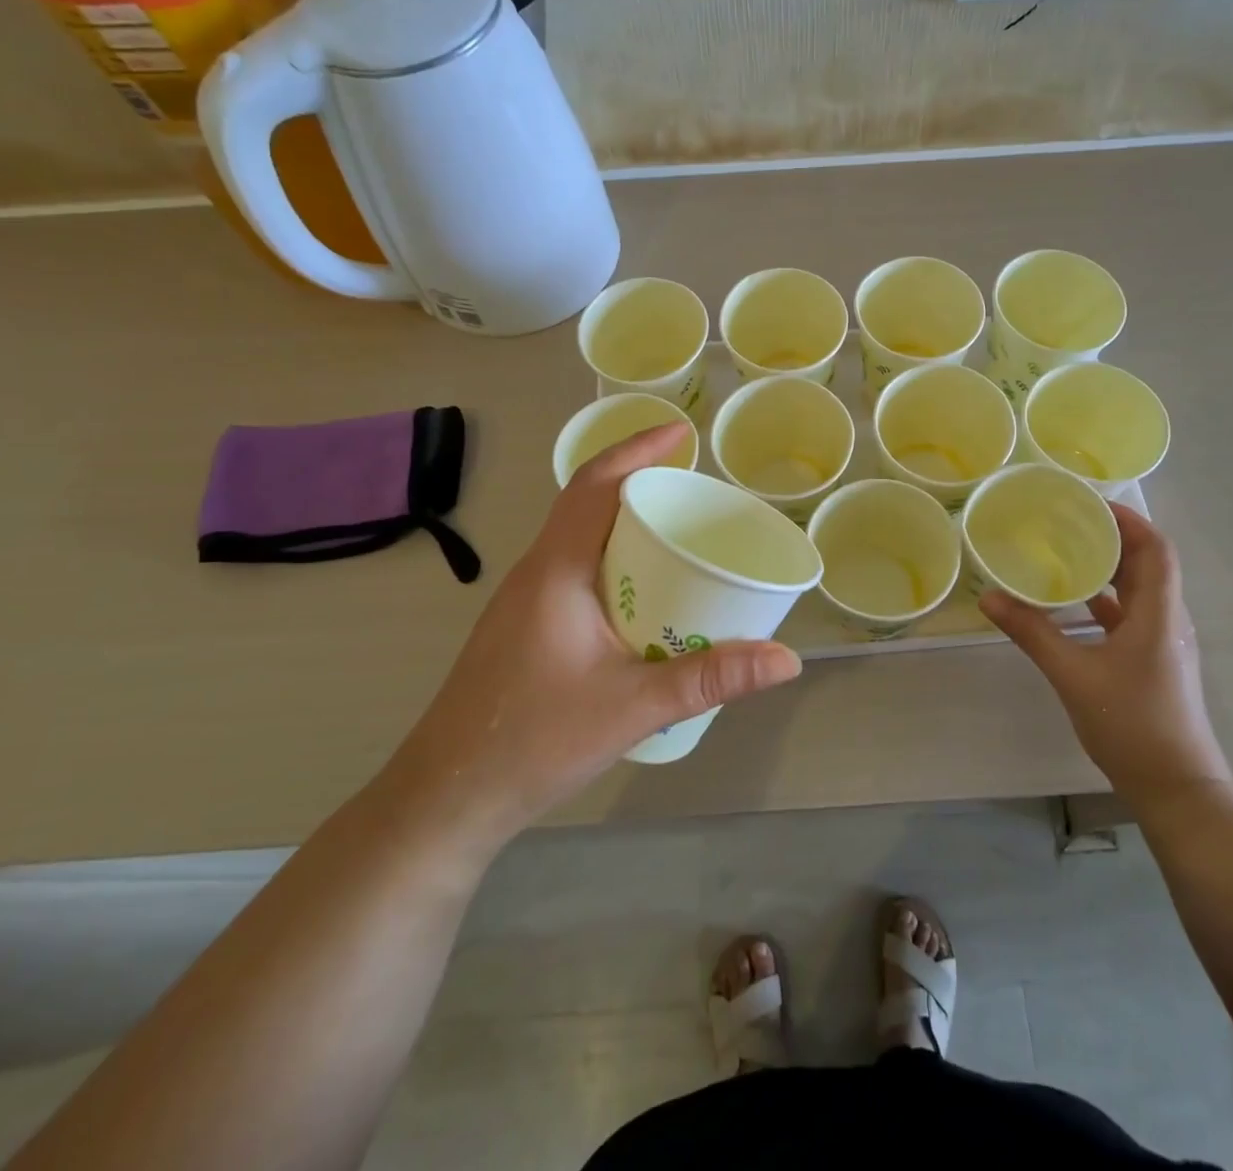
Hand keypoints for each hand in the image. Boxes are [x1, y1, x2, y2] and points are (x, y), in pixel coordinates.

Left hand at [391, 423, 801, 843]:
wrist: (446, 799)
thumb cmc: (532, 740)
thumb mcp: (633, 706)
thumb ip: (710, 678)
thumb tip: (786, 659)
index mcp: (556, 570)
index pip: (594, 484)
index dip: (636, 449)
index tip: (681, 434)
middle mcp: (537, 573)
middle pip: (588, 505)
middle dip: (640, 485)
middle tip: (696, 494)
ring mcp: (525, 601)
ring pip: (581, 540)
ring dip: (625, 525)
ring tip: (679, 537)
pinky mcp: (525, 628)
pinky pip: (576, 571)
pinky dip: (614, 562)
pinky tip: (644, 598)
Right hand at [979, 503, 1230, 811]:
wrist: (1175, 788)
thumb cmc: (1131, 724)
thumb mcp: (1073, 675)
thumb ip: (1032, 633)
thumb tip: (989, 598)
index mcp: (1158, 614)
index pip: (1156, 549)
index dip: (1129, 520)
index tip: (1089, 503)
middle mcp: (1167, 620)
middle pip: (1147, 564)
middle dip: (1111, 537)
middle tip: (1065, 521)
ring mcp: (1161, 642)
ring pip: (1137, 590)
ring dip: (1107, 568)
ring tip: (1063, 551)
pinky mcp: (1152, 661)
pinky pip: (1128, 615)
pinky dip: (1103, 600)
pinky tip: (1070, 603)